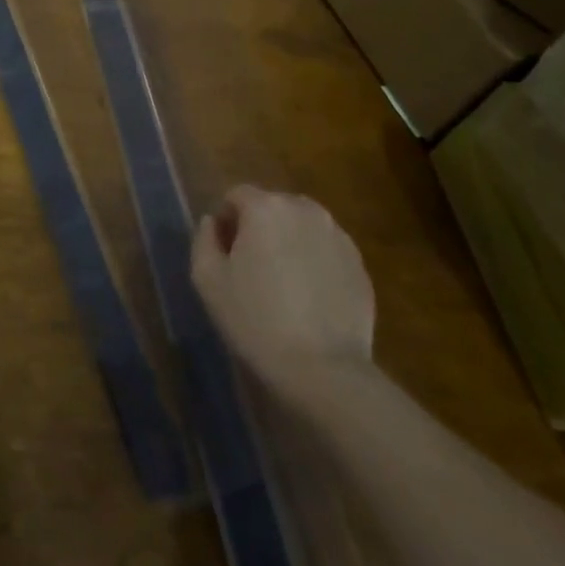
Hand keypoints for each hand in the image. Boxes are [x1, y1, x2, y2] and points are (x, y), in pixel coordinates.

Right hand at [191, 187, 373, 384]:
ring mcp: (338, 237)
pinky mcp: (360, 266)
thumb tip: (213, 222)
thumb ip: (204, 238)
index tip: (223, 253)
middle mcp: (305, 210)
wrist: (324, 370)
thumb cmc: (255, 319)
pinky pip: (326, 251)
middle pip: (272, 207)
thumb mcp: (207, 278)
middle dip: (259, 228)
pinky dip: (314, 262)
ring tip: (283, 282)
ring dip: (288, 242)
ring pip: (302, 227)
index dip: (225, 220)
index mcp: (266, 207)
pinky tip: (309, 298)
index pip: (236, 195)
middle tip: (251, 267)